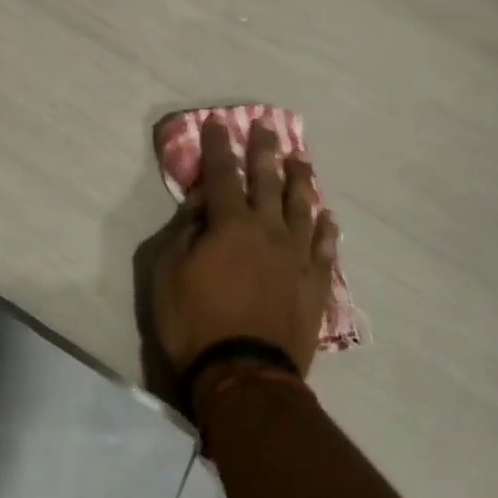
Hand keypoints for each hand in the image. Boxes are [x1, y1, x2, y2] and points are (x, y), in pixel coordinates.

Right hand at [150, 119, 338, 388]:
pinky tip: (328, 216)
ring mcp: (296, 255)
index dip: (218, 146)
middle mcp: (267, 228)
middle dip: (264, 150)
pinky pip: (324, 247)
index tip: (217, 122)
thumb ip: (185, 232)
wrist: (246, 375)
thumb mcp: (169, 274)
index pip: (222, 173)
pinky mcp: (314, 282)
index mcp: (230, 223)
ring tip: (300, 159)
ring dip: (299, 179)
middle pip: (267, 179)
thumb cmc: (196, 323)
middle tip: (266, 125)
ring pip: (301, 206)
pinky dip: (326, 228)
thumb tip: (201, 203)